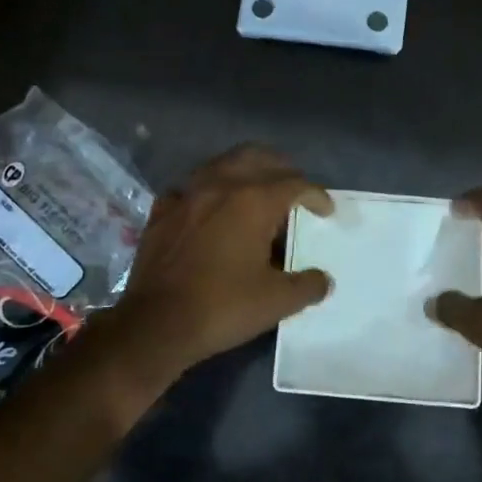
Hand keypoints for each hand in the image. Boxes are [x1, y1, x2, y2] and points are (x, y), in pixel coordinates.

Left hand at [93, 145, 333, 377]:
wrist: (155, 324)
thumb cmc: (222, 307)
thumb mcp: (276, 302)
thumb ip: (307, 285)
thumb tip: (323, 280)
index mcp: (253, 201)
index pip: (295, 183)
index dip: (316, 195)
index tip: (326, 211)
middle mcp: (220, 185)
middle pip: (258, 157)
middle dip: (282, 169)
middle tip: (294, 190)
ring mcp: (186, 195)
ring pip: (222, 164)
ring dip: (245, 171)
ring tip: (256, 193)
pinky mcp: (161, 211)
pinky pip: (190, 188)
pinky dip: (208, 192)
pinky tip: (210, 210)